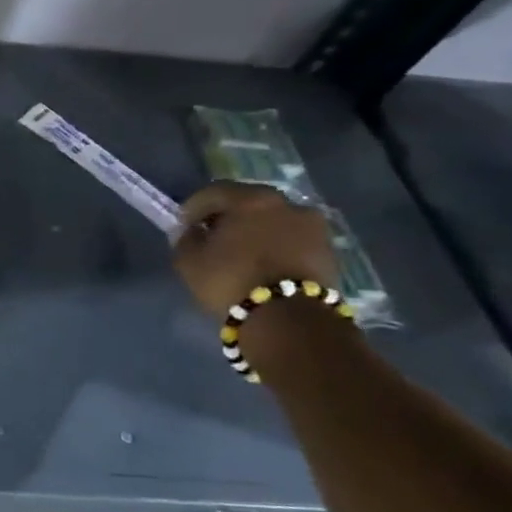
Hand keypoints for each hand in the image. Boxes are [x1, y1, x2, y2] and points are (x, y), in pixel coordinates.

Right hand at [172, 181, 339, 316]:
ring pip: (273, 220)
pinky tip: (263, 263)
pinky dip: (275, 245)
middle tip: (212, 236)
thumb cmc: (231, 280)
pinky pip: (291, 238)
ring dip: (255, 230)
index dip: (192, 208)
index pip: (213, 192)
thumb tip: (193, 232)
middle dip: (227, 216)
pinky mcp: (328, 249)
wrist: (290, 318)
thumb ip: (186, 239)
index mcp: (250, 199)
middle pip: (248, 202)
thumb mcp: (189, 261)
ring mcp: (312, 225)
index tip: (183, 226)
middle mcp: (286, 202)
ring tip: (241, 253)